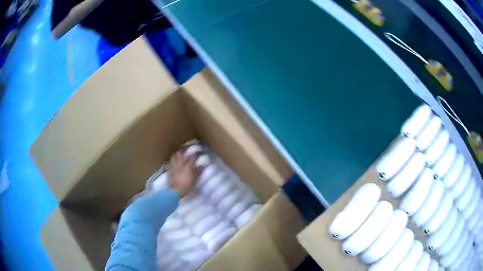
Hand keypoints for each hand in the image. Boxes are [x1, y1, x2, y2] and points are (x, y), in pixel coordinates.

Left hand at [169, 152, 196, 197]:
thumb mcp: (194, 180)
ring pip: (174, 158)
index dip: (194, 155)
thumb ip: (197, 172)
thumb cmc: (186, 186)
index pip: (191, 158)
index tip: (196, 152)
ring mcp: (174, 168)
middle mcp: (180, 165)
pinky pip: (170, 164)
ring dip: (176, 155)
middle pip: (180, 155)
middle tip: (184, 149)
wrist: (175, 191)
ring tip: (177, 153)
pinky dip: (171, 162)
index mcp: (187, 166)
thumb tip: (201, 165)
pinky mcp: (170, 171)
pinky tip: (172, 162)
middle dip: (182, 151)